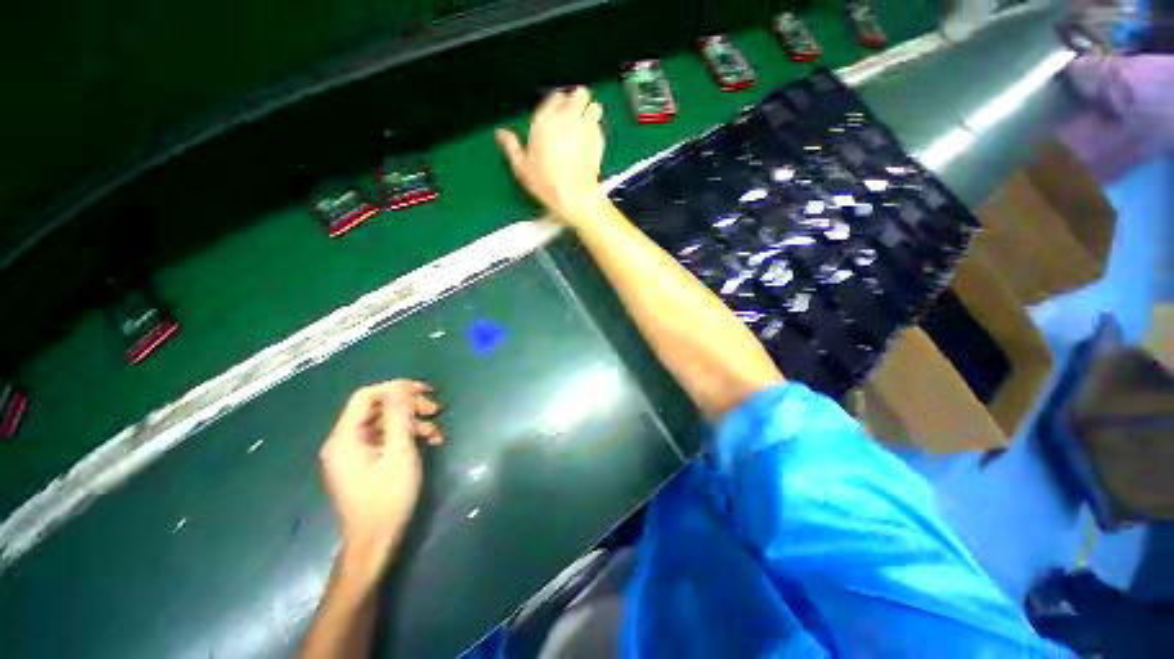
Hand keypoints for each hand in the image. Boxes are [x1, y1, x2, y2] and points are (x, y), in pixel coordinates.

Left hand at [319, 381, 441, 576]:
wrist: (374, 542)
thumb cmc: (387, 497)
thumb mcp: (399, 453)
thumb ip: (398, 417)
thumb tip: (398, 388)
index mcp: (345, 437)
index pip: (366, 396)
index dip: (396, 388)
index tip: (424, 390)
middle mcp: (345, 441)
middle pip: (378, 408)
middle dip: (409, 406)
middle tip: (436, 409)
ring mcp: (353, 453)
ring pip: (385, 424)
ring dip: (412, 423)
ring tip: (436, 433)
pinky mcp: (364, 463)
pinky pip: (385, 440)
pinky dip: (406, 437)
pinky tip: (428, 443)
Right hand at [495, 86, 605, 225]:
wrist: (575, 197)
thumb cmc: (548, 184)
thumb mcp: (522, 168)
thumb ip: (511, 146)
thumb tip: (501, 134)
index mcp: (545, 121)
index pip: (554, 96)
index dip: (556, 104)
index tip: (554, 115)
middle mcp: (567, 119)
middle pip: (578, 93)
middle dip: (576, 101)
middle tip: (571, 114)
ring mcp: (585, 128)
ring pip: (593, 105)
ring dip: (588, 111)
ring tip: (583, 124)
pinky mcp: (599, 141)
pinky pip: (600, 125)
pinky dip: (596, 128)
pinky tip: (590, 140)